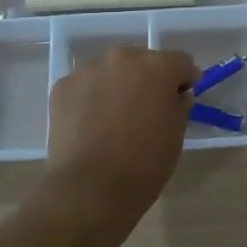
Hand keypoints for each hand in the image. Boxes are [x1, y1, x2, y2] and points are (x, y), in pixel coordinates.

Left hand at [43, 45, 198, 237]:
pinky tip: (90, 126)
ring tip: (113, 120)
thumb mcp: (176, 135)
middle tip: (146, 111)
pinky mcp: (62, 87)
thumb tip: (176, 95)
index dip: (184, 80)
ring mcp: (88, 70)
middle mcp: (122, 58)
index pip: (180, 62)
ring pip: (111, 73)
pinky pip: (84, 87)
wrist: (90, 189)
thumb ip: (179, 106)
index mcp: (157, 66)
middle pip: (142, 62)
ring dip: (117, 87)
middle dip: (147, 81)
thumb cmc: (144, 163)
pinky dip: (90, 100)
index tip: (181, 99)